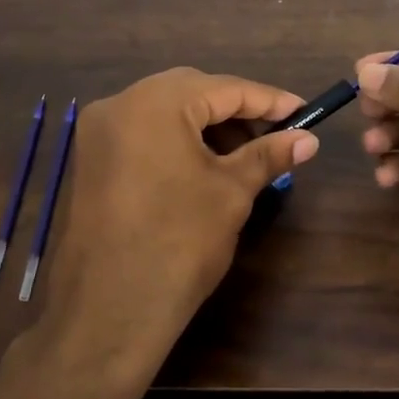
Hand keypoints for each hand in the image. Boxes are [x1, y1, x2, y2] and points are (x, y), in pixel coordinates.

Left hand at [23, 68, 318, 398]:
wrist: (110, 310)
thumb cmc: (180, 242)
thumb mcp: (231, 192)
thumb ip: (269, 155)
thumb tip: (309, 139)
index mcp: (154, 102)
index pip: (225, 88)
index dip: (269, 100)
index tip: (304, 113)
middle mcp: (118, 104)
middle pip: (191, 92)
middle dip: (236, 111)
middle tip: (274, 135)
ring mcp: (97, 133)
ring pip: (164, 112)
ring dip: (206, 127)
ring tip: (242, 157)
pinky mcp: (90, 161)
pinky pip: (142, 134)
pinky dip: (176, 142)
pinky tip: (203, 168)